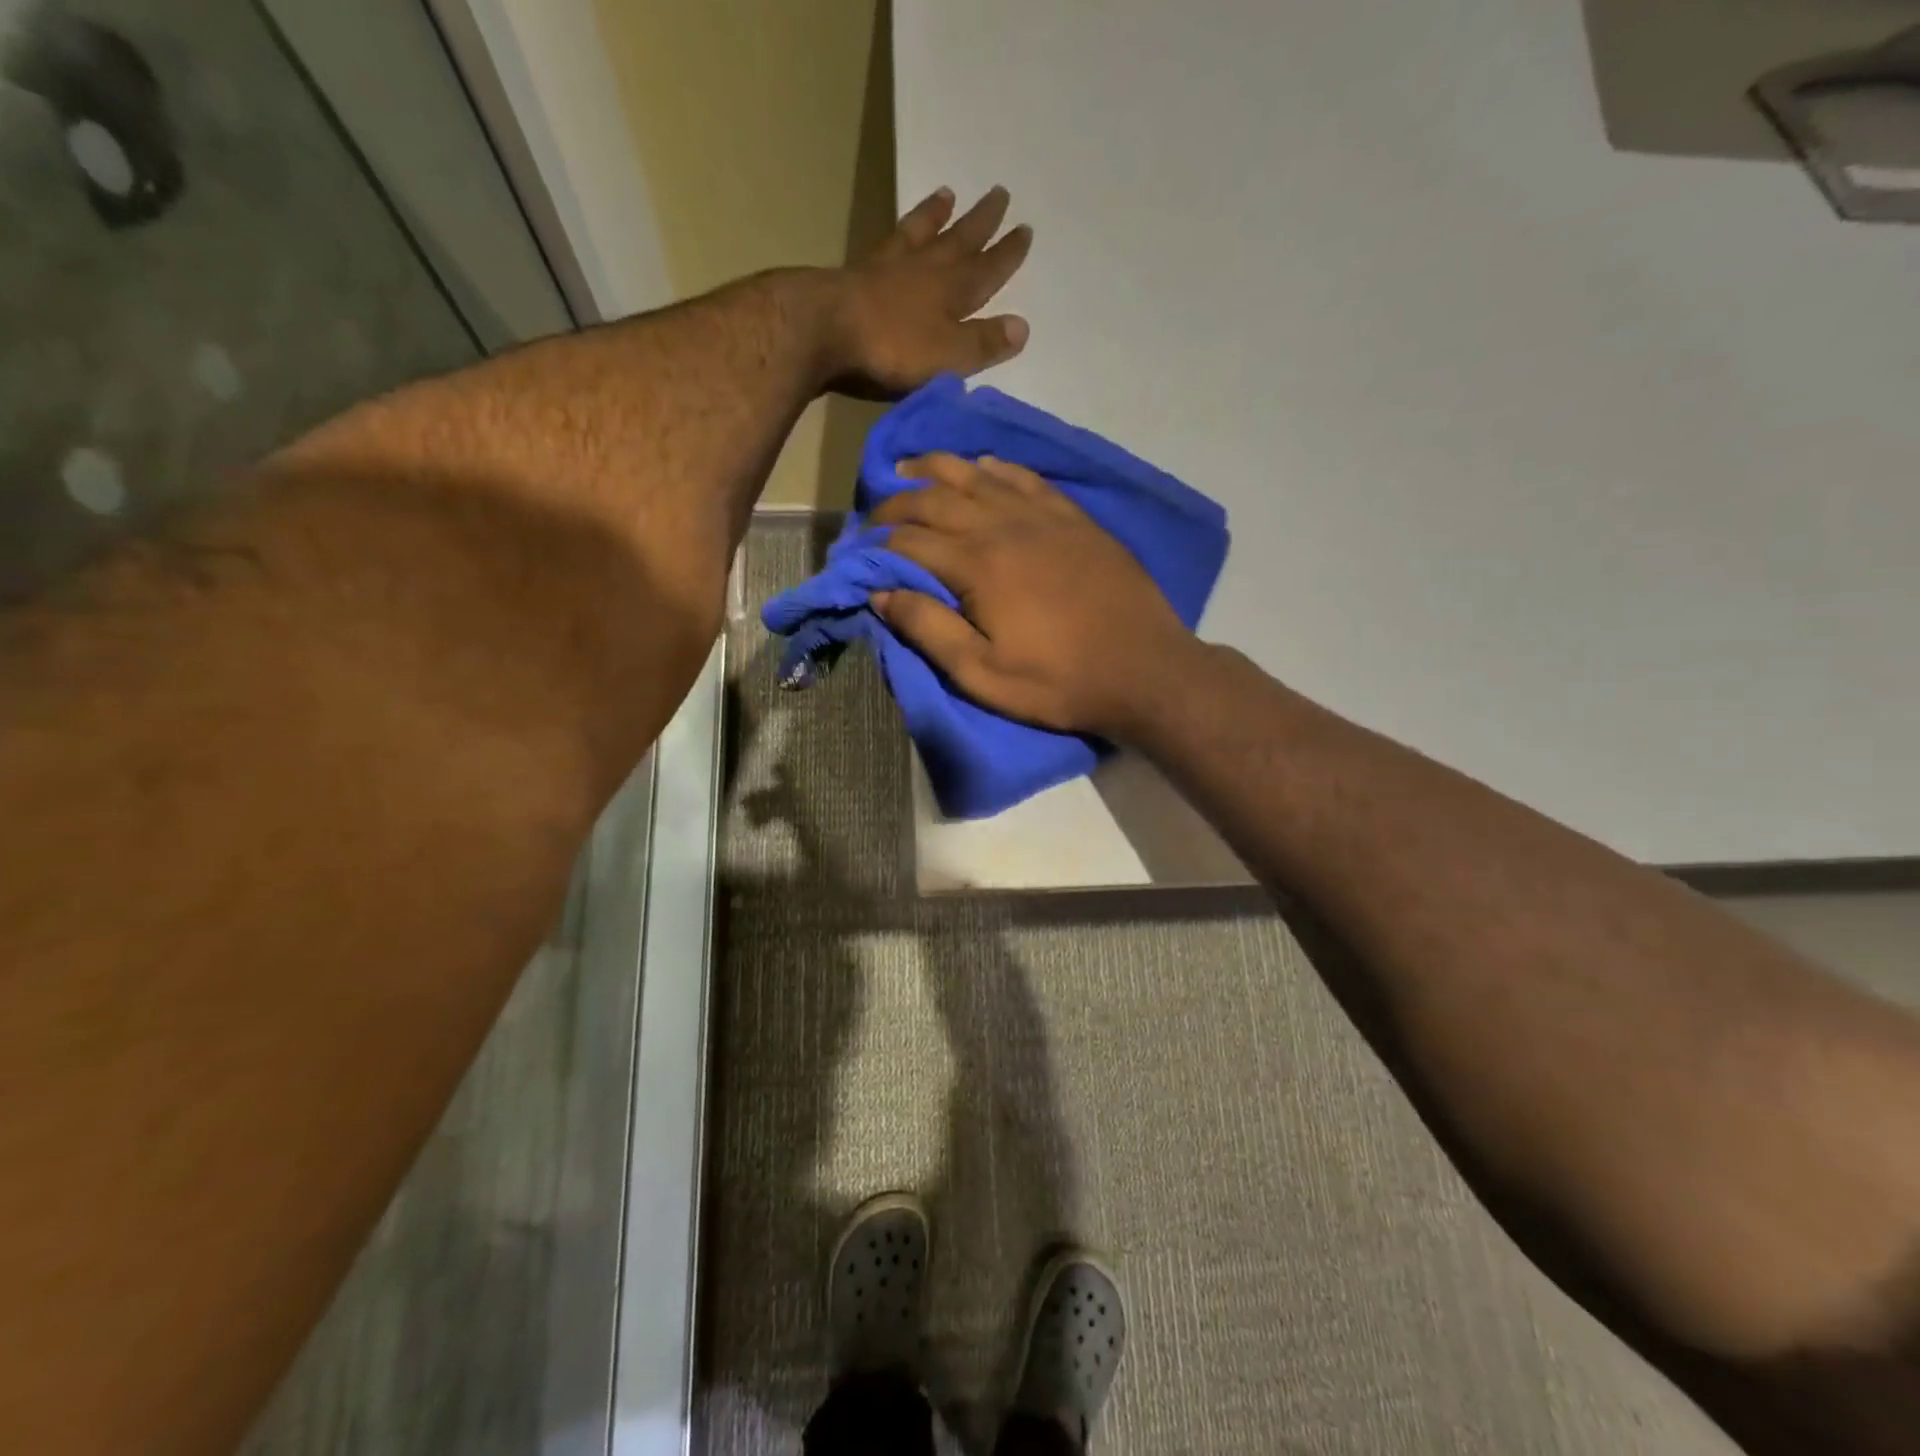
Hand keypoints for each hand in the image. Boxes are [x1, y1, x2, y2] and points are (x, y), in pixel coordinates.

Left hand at [829, 187, 1032, 397]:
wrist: (826, 329)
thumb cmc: (894, 349)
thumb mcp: (949, 356)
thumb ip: (983, 343)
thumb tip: (1023, 327)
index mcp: (952, 292)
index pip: (988, 270)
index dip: (1007, 254)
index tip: (1025, 230)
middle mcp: (925, 269)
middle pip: (959, 240)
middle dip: (981, 222)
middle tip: (999, 193)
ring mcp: (889, 267)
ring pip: (921, 232)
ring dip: (937, 215)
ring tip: (948, 194)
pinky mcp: (858, 273)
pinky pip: (888, 242)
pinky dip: (901, 229)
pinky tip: (901, 226)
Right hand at [869, 454, 1197, 737]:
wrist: (1143, 668)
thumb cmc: (1058, 682)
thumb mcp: (982, 674)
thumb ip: (929, 629)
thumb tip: (881, 593)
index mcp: (977, 565)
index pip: (909, 539)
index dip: (876, 542)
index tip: (856, 550)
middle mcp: (1004, 526)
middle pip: (936, 498)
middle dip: (897, 502)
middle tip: (875, 512)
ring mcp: (1043, 515)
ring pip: (978, 475)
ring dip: (938, 469)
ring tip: (911, 468)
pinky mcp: (1074, 517)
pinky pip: (1025, 477)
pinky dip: (996, 467)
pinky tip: (983, 465)